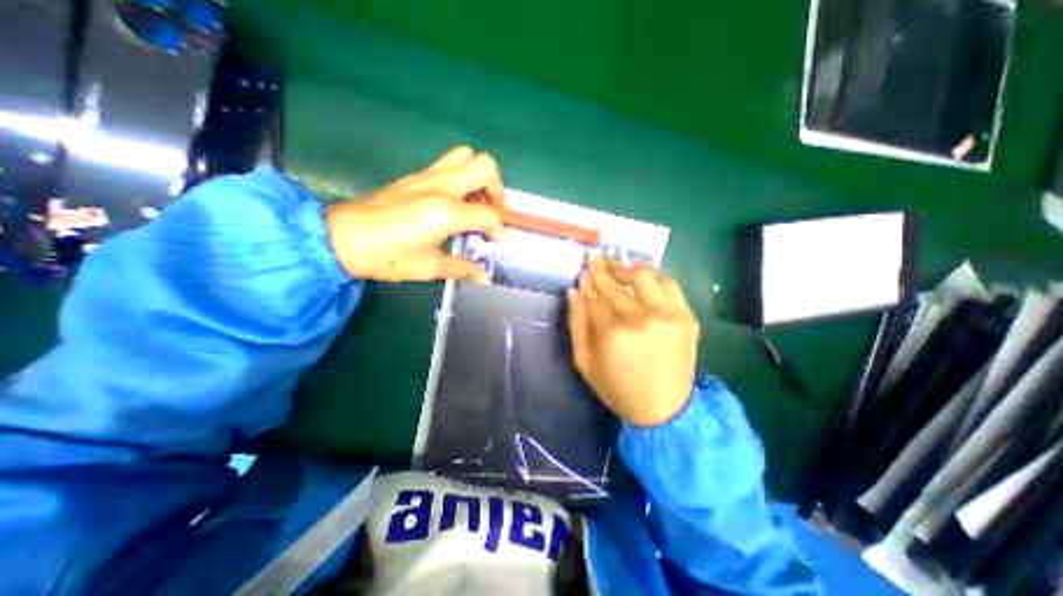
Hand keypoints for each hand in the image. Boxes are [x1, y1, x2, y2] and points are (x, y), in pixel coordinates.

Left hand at [324, 145, 504, 281]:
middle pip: (485, 166)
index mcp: (447, 211)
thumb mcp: (430, 267)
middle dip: (497, 189)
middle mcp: (441, 186)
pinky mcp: (415, 176)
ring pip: (465, 156)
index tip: (498, 242)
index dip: (499, 230)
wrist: (341, 239)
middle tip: (491, 211)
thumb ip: (462, 269)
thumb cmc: (387, 256)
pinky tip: (454, 202)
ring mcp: (427, 177)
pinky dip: (461, 178)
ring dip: (478, 178)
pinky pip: (447, 165)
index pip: (489, 215)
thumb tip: (484, 278)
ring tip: (475, 203)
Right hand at [569, 257, 703, 428]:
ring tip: (616, 265)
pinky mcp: (686, 317)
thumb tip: (574, 291)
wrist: (664, 409)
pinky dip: (653, 275)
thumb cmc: (617, 388)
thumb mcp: (584, 362)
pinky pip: (669, 284)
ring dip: (626, 267)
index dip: (588, 282)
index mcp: (612, 334)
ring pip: (644, 276)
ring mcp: (667, 316)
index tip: (583, 270)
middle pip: (617, 284)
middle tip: (595, 258)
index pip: (595, 296)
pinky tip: (642, 275)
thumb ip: (577, 324)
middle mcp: (641, 319)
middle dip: (602, 269)